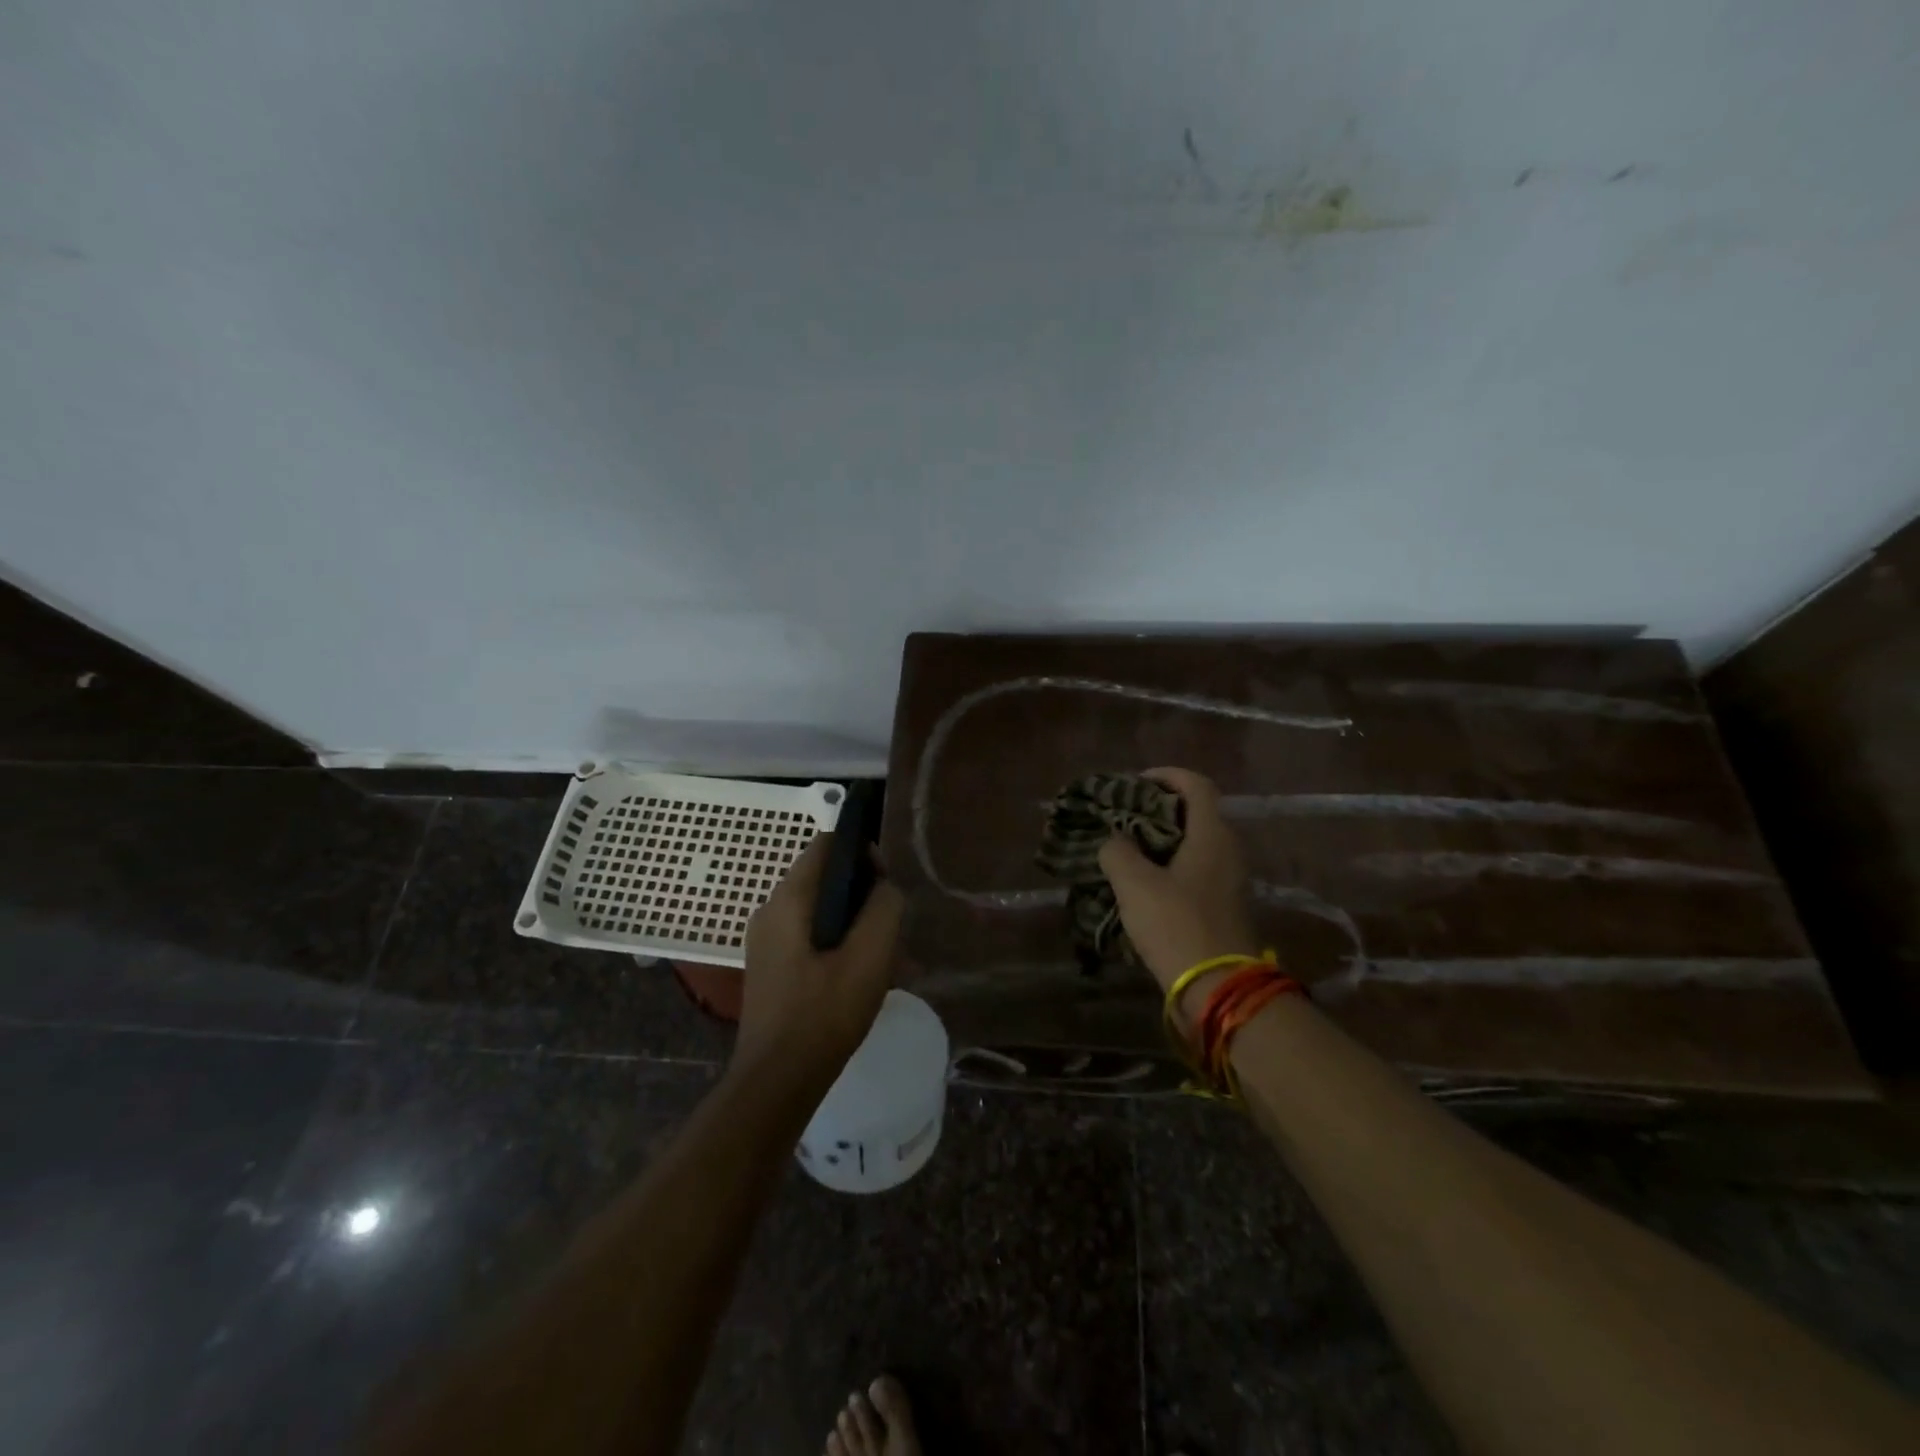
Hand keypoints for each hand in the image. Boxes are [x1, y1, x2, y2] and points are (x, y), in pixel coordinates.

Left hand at [736, 834, 905, 1085]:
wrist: (776, 1082)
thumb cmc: (824, 1014)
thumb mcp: (869, 957)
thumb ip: (884, 909)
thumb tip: (885, 887)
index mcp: (788, 900)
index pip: (826, 845)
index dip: (861, 853)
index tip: (887, 885)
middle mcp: (770, 911)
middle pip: (823, 878)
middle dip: (862, 894)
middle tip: (891, 927)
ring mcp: (766, 942)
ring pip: (819, 912)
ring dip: (854, 924)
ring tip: (884, 958)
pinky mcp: (771, 968)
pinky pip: (809, 938)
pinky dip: (837, 945)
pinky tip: (861, 979)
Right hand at [1099, 767, 1258, 1023]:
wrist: (1218, 988)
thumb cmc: (1176, 924)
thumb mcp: (1134, 883)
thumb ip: (1117, 851)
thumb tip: (1114, 841)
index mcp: (1212, 834)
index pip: (1196, 785)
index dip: (1166, 775)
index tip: (1135, 783)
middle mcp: (1228, 850)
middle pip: (1196, 813)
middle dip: (1158, 810)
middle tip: (1123, 818)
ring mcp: (1230, 880)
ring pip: (1194, 844)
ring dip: (1161, 841)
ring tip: (1126, 850)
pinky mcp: (1225, 906)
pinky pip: (1196, 871)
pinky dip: (1170, 866)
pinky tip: (1142, 884)